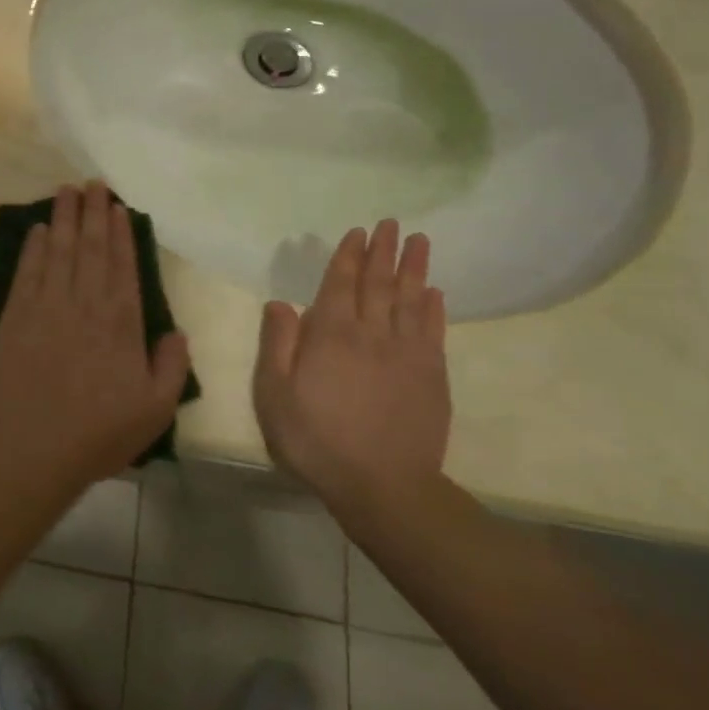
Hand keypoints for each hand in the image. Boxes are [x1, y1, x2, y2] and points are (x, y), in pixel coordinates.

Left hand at [0, 182, 191, 487]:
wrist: (35, 447)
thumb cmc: (99, 432)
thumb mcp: (156, 409)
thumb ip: (172, 366)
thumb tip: (176, 332)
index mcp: (121, 323)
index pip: (123, 265)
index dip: (120, 234)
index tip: (118, 208)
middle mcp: (85, 304)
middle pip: (90, 248)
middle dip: (92, 213)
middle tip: (93, 184)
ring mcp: (48, 306)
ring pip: (58, 251)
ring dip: (63, 218)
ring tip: (67, 191)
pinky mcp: (17, 315)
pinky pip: (28, 272)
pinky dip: (33, 248)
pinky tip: (38, 230)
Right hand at [253, 221, 451, 521]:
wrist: (382, 485)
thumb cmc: (316, 439)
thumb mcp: (274, 394)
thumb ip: (278, 344)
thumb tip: (281, 302)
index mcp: (331, 335)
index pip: (341, 283)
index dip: (348, 255)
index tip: (358, 232)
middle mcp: (371, 334)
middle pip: (378, 283)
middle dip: (383, 251)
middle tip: (391, 224)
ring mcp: (407, 353)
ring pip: (410, 299)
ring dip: (413, 268)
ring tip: (418, 241)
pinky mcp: (432, 376)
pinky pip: (433, 330)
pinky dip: (433, 307)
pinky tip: (434, 292)